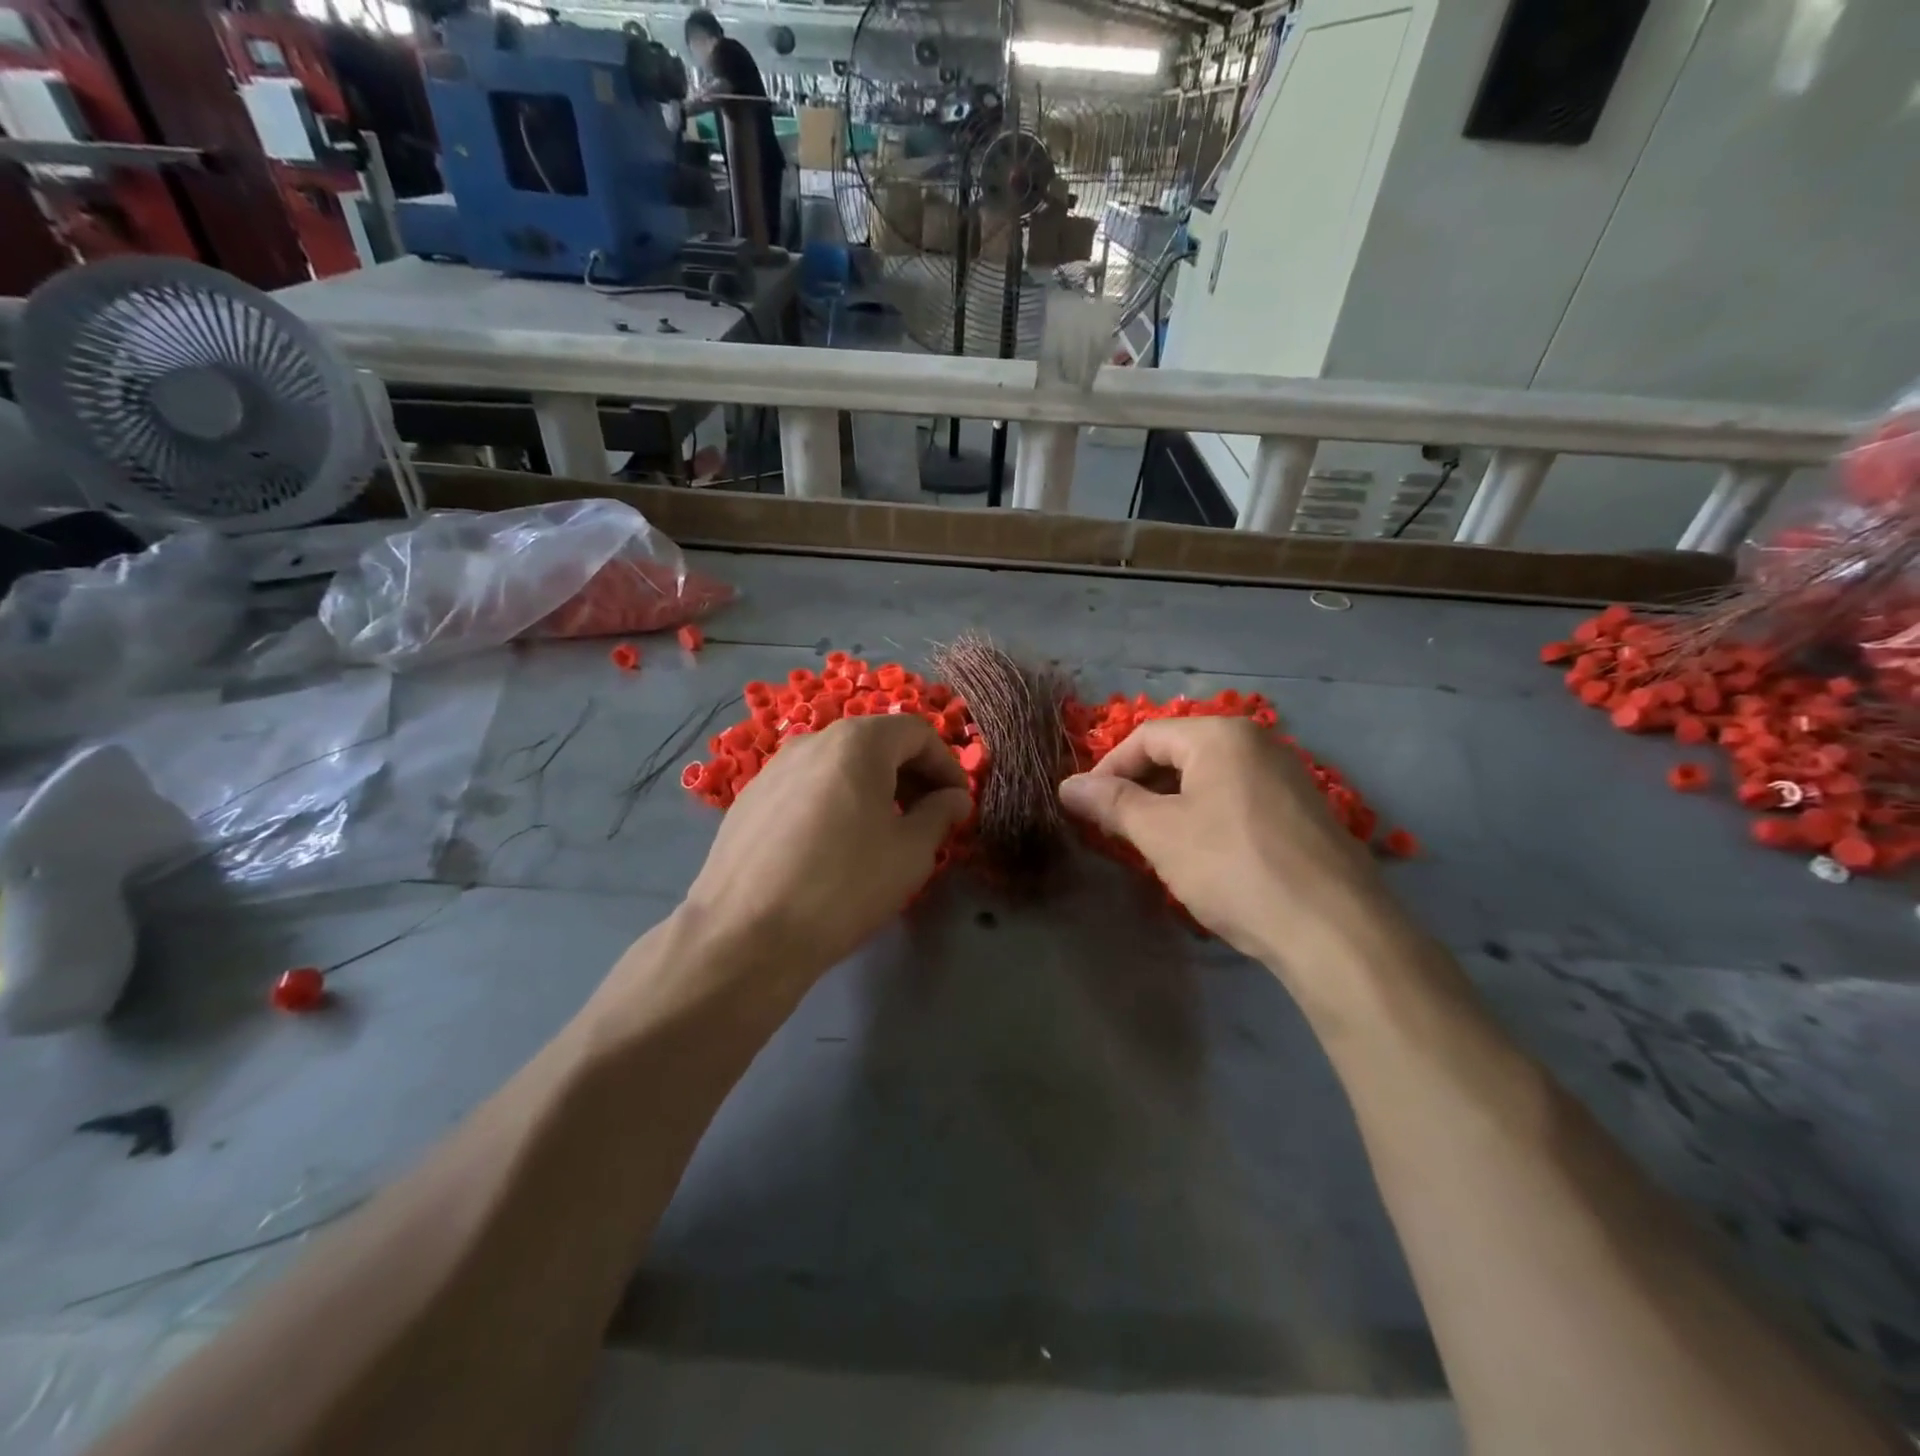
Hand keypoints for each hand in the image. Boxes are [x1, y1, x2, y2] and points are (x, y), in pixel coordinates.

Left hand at [680, 713, 970, 979]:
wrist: (745, 934)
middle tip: (928, 817)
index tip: (958, 804)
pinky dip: (835, 800)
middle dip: (911, 775)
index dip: (947, 765)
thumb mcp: (910, 853)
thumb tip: (954, 798)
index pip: (917, 732)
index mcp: (857, 742)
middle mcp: (812, 740)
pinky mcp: (749, 798)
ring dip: (873, 787)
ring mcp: (774, 768)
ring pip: (839, 764)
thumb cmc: (843, 886)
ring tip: (883, 833)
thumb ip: (940, 814)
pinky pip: (807, 786)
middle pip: (876, 743)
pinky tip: (834, 845)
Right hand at [1058, 717, 1395, 973]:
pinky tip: (1203, 857)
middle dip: (1141, 788)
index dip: (1108, 769)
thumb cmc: (1233, 867)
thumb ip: (1111, 804)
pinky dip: (1208, 819)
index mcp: (1222, 735)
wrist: (1334, 929)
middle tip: (1117, 829)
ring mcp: (1288, 777)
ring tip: (1154, 845)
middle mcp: (1259, 743)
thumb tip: (1067, 786)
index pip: (1147, 737)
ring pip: (1210, 780)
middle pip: (1180, 754)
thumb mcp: (1160, 834)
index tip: (1087, 807)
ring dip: (1172, 806)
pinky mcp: (1305, 813)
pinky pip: (1239, 801)